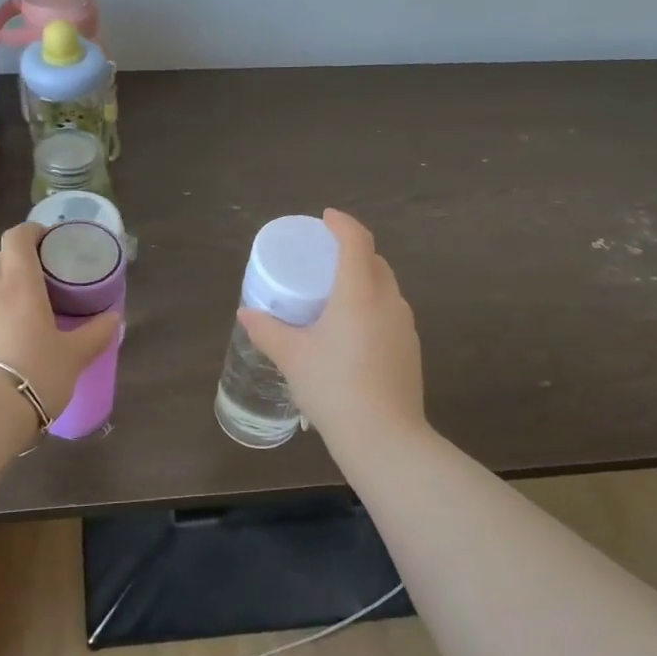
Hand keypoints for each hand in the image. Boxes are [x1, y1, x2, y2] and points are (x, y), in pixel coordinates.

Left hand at [0, 222, 121, 426]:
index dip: (32, 231)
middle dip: (23, 262)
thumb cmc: (35, 373)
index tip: (49, 239)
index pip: (17, 238)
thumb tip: (114, 318)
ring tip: (31, 313)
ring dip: (9, 292)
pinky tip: (11, 342)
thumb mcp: (74, 356)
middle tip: (48, 279)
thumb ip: (96, 333)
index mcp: (19, 285)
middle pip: (3, 261)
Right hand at [238, 209, 425, 447]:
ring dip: (364, 279)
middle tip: (325, 257)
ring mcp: (404, 326)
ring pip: (386, 287)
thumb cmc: (333, 387)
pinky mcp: (410, 349)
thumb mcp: (292, 357)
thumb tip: (246, 312)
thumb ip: (267, 330)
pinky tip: (352, 331)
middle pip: (375, 261)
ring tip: (336, 294)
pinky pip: (390, 312)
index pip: (357, 241)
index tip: (325, 218)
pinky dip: (372, 306)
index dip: (342, 223)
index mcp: (359, 292)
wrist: (384, 437)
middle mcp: (388, 301)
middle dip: (353, 250)